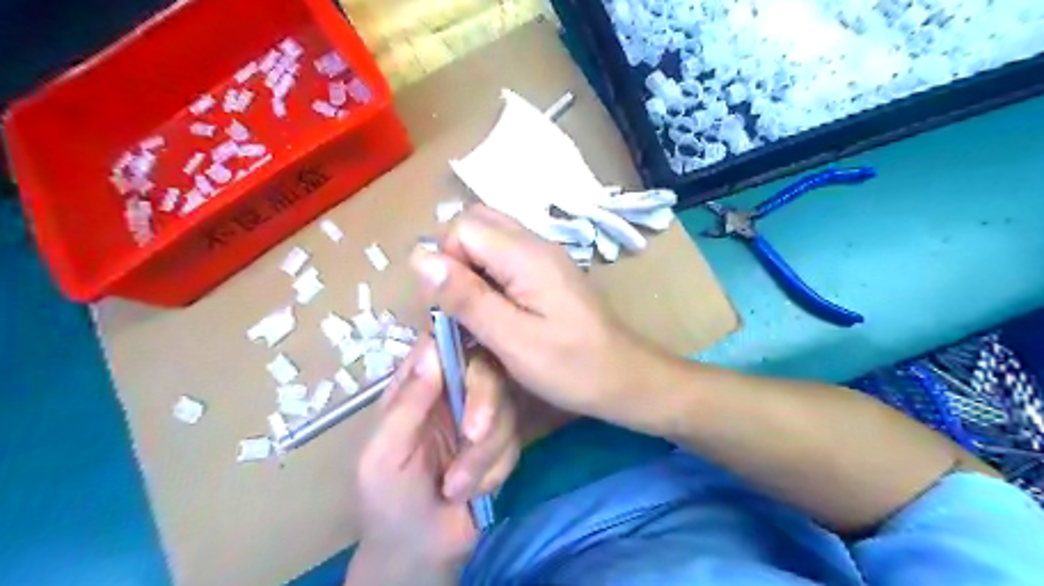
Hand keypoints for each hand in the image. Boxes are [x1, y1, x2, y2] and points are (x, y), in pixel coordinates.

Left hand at [345, 337, 516, 582]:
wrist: (421, 554)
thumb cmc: (388, 501)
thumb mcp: (384, 454)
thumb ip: (407, 404)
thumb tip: (432, 347)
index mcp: (416, 388)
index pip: (441, 343)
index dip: (461, 338)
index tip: (475, 352)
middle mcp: (451, 394)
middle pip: (485, 369)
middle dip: (485, 403)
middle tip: (473, 435)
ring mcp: (478, 418)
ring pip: (505, 408)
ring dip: (484, 454)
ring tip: (455, 488)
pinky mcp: (500, 444)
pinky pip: (514, 442)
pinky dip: (494, 471)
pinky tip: (472, 493)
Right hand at [409, 206, 659, 420]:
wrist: (624, 378)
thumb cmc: (572, 367)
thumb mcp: (513, 340)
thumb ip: (467, 297)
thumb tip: (419, 257)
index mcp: (526, 255)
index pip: (462, 227)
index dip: (445, 262)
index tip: (450, 307)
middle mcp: (535, 243)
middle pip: (475, 223)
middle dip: (454, 260)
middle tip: (458, 305)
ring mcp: (543, 255)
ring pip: (488, 239)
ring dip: (469, 269)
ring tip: (473, 311)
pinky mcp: (546, 271)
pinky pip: (503, 257)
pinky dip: (487, 277)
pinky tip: (494, 310)